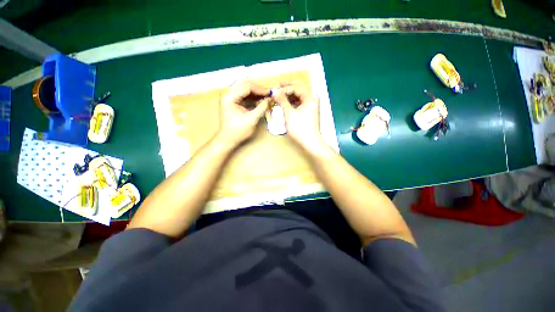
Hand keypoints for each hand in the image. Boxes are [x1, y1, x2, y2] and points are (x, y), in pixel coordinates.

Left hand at [217, 80, 270, 146]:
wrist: (228, 139)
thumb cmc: (238, 131)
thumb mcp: (252, 119)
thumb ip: (262, 107)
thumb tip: (270, 99)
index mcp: (229, 97)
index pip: (247, 86)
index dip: (260, 89)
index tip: (270, 93)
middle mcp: (228, 93)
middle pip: (245, 84)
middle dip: (258, 89)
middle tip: (268, 94)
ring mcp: (230, 97)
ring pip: (245, 88)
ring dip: (256, 92)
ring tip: (265, 97)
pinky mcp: (233, 101)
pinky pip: (244, 94)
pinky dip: (252, 96)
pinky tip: (259, 101)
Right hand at [271, 84, 326, 152]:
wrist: (311, 143)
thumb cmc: (300, 129)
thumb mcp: (289, 114)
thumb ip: (282, 100)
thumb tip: (274, 90)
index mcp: (310, 97)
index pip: (296, 87)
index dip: (284, 88)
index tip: (274, 90)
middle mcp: (312, 98)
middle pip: (299, 88)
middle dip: (287, 87)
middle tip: (276, 86)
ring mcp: (311, 105)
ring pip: (299, 95)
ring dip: (289, 94)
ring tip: (278, 94)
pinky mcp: (309, 111)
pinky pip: (299, 102)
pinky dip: (292, 101)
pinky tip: (285, 102)